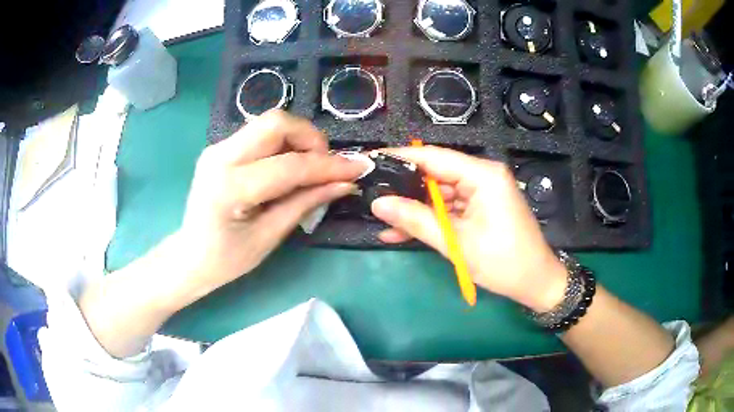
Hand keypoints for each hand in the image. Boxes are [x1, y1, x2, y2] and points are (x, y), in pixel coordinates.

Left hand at [174, 110, 365, 298]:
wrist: (190, 256)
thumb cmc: (227, 259)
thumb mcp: (270, 236)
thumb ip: (306, 203)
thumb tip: (345, 183)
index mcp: (230, 188)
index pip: (289, 165)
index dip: (328, 166)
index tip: (357, 169)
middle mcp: (220, 157)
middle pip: (276, 122)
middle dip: (310, 138)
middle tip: (325, 166)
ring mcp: (217, 148)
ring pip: (269, 123)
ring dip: (298, 139)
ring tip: (310, 168)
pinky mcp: (220, 148)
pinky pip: (260, 134)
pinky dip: (283, 144)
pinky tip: (289, 167)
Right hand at [370, 146, 566, 310]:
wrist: (535, 283)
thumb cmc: (503, 262)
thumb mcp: (456, 243)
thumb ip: (416, 220)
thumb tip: (378, 204)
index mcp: (482, 175)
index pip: (433, 156)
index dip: (399, 157)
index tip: (370, 161)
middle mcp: (482, 176)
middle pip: (435, 174)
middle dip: (403, 188)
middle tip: (370, 193)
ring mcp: (482, 192)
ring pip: (439, 194)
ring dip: (413, 209)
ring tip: (381, 219)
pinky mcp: (480, 207)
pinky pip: (449, 208)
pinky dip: (429, 219)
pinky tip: (401, 231)